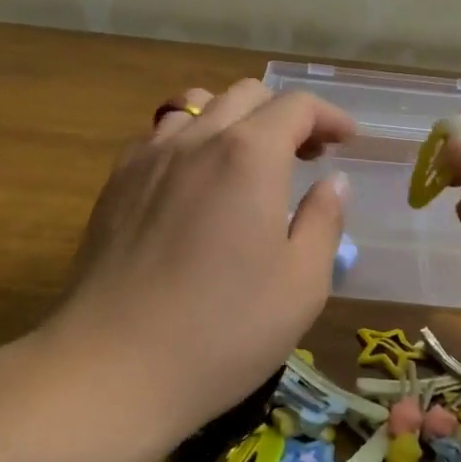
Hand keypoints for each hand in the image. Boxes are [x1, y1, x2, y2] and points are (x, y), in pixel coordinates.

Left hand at [48, 80, 354, 434]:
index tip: (347, 140)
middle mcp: (197, 139)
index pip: (296, 106)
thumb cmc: (223, 330)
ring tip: (249, 160)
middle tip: (306, 155)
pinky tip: (195, 182)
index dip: (329, 116)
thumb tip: (333, 182)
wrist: (113, 366)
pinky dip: (191, 140)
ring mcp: (149, 157)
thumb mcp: (301, 284)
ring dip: (235, 120)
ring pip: (198, 106)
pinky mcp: (116, 183)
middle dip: (285, 115)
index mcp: (250, 155)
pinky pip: (160, 135)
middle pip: (247, 95)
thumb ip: (324, 221)